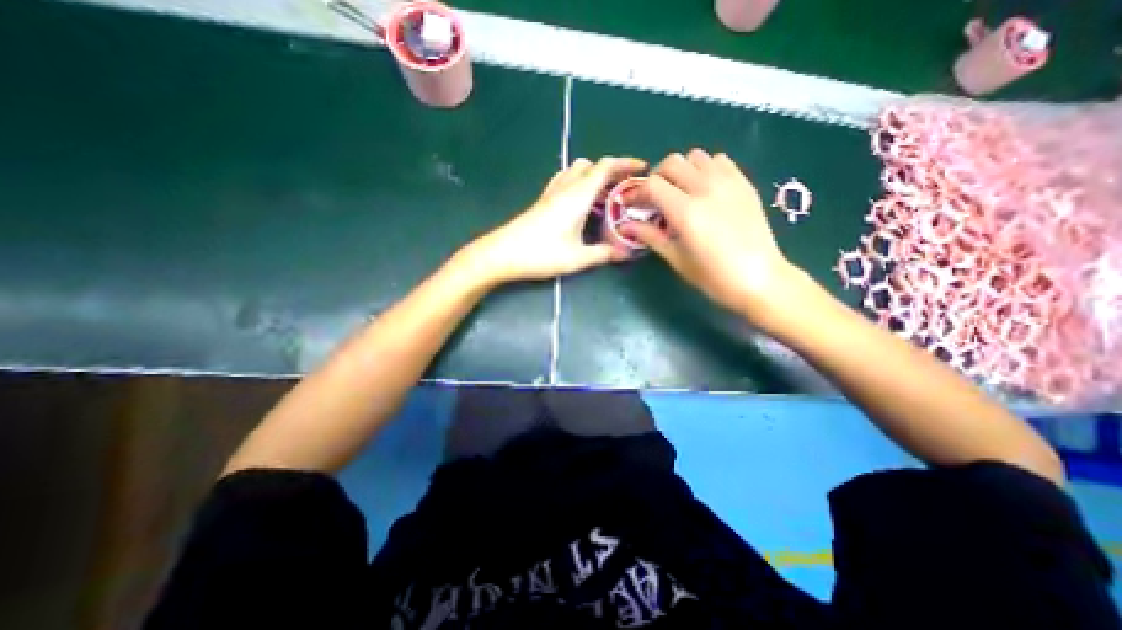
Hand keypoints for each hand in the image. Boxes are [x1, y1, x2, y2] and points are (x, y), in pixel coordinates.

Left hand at [459, 155, 644, 285]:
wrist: (502, 254)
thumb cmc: (541, 254)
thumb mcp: (577, 258)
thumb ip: (604, 254)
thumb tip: (626, 253)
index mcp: (578, 195)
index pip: (605, 166)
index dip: (626, 163)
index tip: (642, 168)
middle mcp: (565, 188)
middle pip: (590, 165)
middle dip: (611, 171)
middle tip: (624, 189)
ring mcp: (551, 193)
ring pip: (575, 171)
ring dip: (593, 177)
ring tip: (604, 197)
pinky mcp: (542, 201)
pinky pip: (564, 182)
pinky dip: (578, 184)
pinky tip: (580, 204)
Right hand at [623, 149, 807, 323]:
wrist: (760, 278)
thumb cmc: (713, 276)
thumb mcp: (676, 258)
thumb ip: (650, 236)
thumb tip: (625, 226)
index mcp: (686, 211)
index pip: (652, 185)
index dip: (636, 192)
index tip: (630, 204)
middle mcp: (706, 189)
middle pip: (672, 163)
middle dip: (656, 178)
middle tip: (654, 198)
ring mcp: (728, 182)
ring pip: (695, 156)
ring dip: (681, 170)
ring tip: (679, 191)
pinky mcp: (744, 183)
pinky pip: (719, 160)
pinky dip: (705, 168)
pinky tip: (704, 189)